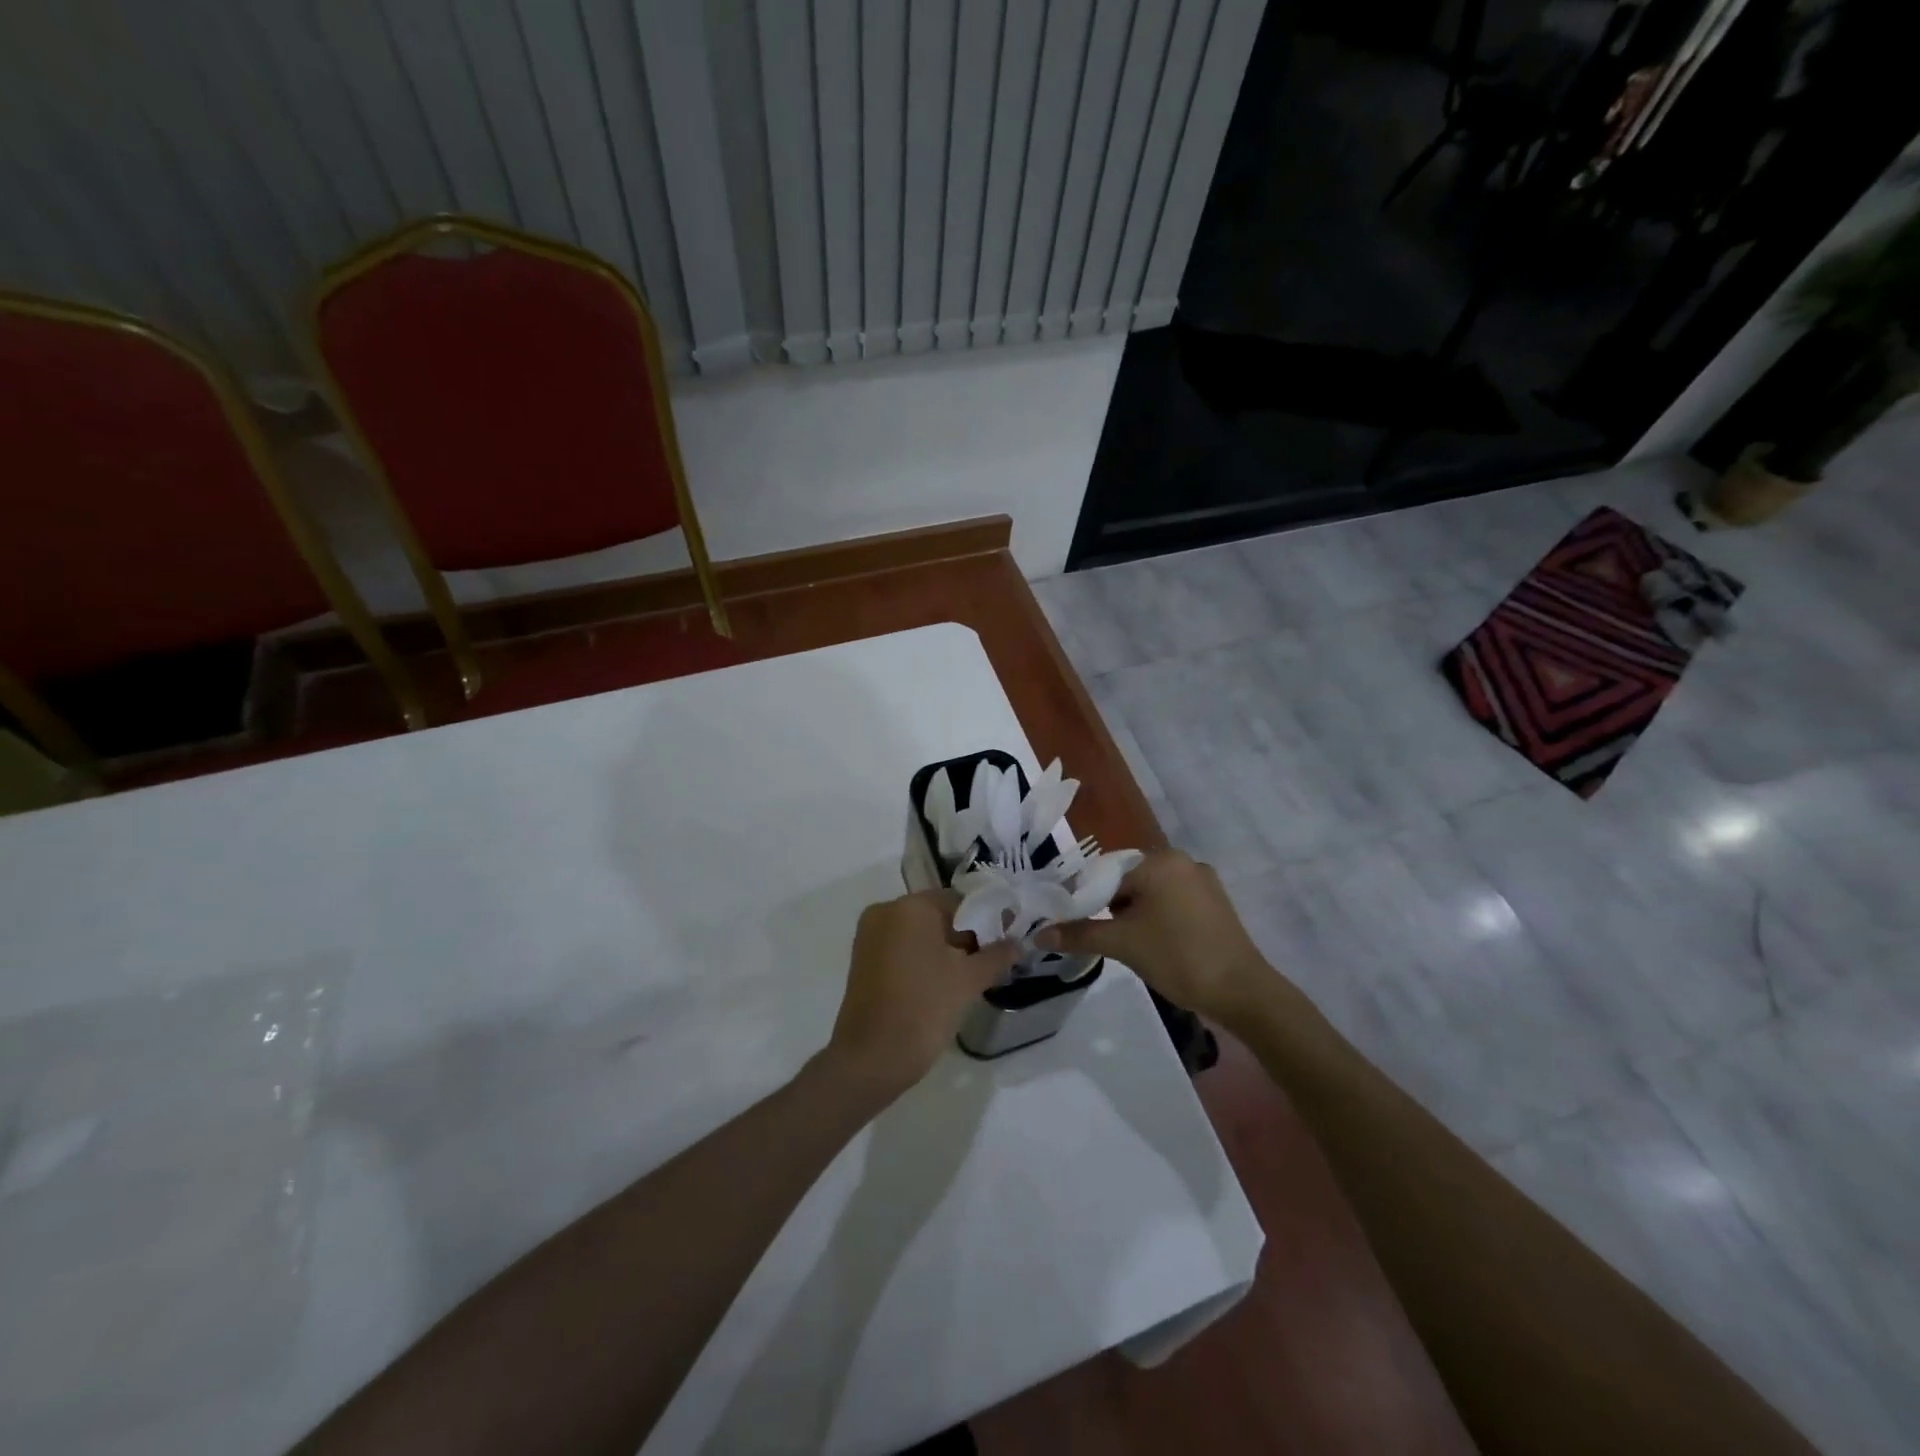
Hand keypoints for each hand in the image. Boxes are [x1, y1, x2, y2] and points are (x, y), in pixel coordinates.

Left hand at [822, 890, 1017, 1099]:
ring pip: (919, 933)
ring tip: (971, 976)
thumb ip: (997, 955)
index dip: (986, 918)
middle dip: (966, 935)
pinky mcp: (863, 960)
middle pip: (938, 915)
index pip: (959, 900)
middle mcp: (885, 911)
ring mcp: (870, 936)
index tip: (1005, 940)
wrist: (872, 1058)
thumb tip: (1017, 943)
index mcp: (910, 906)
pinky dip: (924, 959)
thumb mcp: (969, 980)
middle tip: (992, 961)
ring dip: (946, 949)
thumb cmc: (924, 1007)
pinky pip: (902, 949)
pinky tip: (944, 984)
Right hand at [1037, 850, 1271, 1027]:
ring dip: (1135, 915)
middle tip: (1106, 939)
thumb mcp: (1122, 944)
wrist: (1242, 991)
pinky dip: (1159, 918)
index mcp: (1160, 860)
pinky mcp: (1215, 903)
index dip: (1086, 899)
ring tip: (1131, 946)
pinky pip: (1174, 902)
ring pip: (1152, 893)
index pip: (1106, 873)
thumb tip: (1038, 935)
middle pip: (1129, 880)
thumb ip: (1079, 934)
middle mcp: (1182, 861)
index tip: (1074, 924)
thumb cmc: (1178, 957)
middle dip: (1113, 908)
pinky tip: (1158, 945)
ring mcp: (1203, 881)